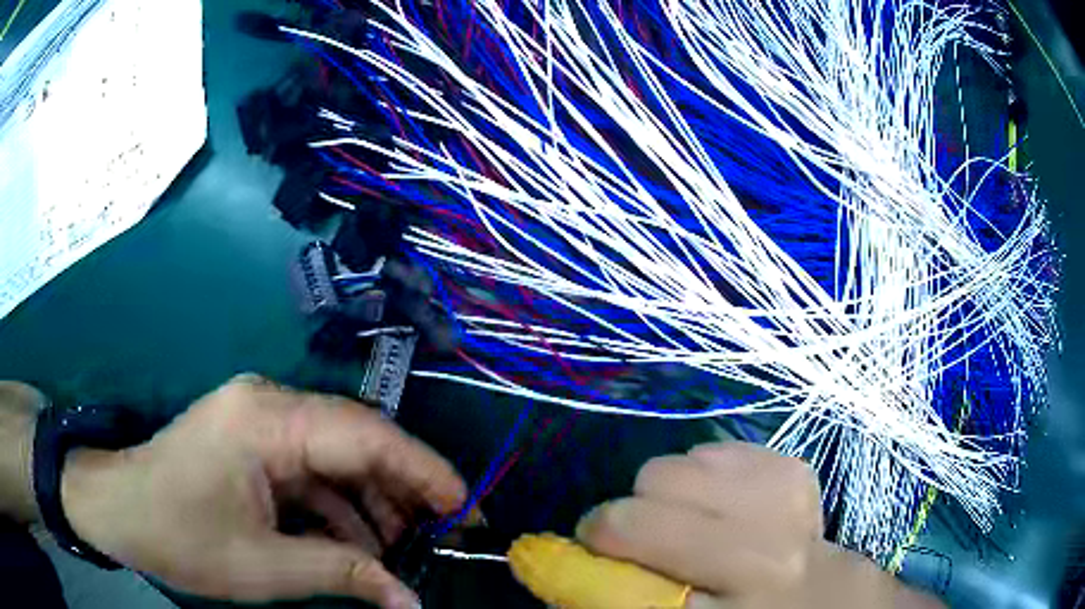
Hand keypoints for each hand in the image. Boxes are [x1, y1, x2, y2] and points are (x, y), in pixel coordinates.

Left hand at [60, 375, 467, 607]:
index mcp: (267, 420)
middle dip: (403, 488)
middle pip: (356, 439)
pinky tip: (353, 542)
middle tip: (443, 533)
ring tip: (399, 548)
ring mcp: (258, 418)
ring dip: (369, 501)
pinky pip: (309, 467)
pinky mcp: (252, 438)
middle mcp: (269, 403)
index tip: (468, 509)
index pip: (366, 435)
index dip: (425, 471)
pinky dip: (337, 505)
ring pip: (335, 454)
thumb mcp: (264, 567)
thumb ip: (343, 574)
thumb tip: (410, 601)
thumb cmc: (179, 535)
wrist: (116, 509)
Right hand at [575, 442, 944, 608]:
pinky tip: (721, 509)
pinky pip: (718, 451)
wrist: (823, 600)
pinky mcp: (794, 470)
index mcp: (731, 597)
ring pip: (684, 460)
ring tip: (687, 524)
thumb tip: (564, 563)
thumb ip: (625, 599)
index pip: (639, 540)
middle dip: (628, 513)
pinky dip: (705, 477)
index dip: (596, 540)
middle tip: (639, 539)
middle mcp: (766, 543)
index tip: (590, 548)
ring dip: (669, 493)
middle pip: (656, 488)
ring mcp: (788, 496)